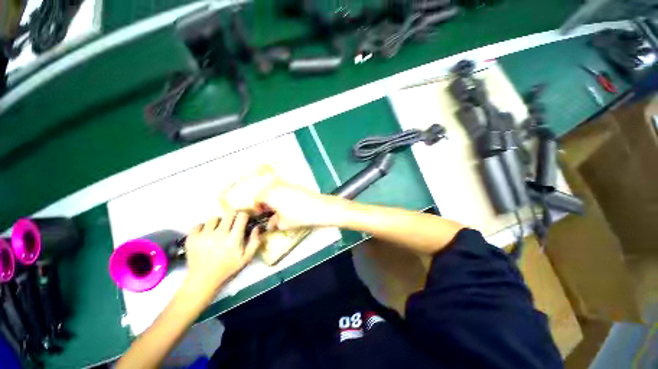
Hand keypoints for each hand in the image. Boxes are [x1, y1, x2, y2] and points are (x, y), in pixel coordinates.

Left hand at [184, 212, 261, 290]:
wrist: (203, 280)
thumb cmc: (228, 269)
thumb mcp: (246, 258)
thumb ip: (255, 241)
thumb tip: (257, 227)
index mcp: (233, 238)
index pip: (241, 216)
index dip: (245, 215)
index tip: (245, 219)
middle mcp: (219, 234)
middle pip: (229, 213)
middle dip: (233, 216)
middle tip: (233, 223)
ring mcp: (204, 235)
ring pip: (214, 218)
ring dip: (218, 222)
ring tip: (218, 230)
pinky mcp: (191, 238)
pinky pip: (198, 225)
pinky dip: (203, 227)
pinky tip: (206, 234)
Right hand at [255, 180, 341, 230]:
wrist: (319, 208)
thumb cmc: (298, 216)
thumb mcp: (283, 223)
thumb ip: (273, 223)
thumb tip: (270, 224)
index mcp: (270, 194)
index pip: (258, 198)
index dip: (257, 207)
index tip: (261, 214)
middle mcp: (278, 186)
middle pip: (266, 191)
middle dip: (265, 201)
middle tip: (269, 211)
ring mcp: (288, 185)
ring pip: (276, 189)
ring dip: (274, 197)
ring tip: (279, 208)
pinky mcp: (297, 186)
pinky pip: (285, 188)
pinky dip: (283, 195)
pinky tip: (289, 204)